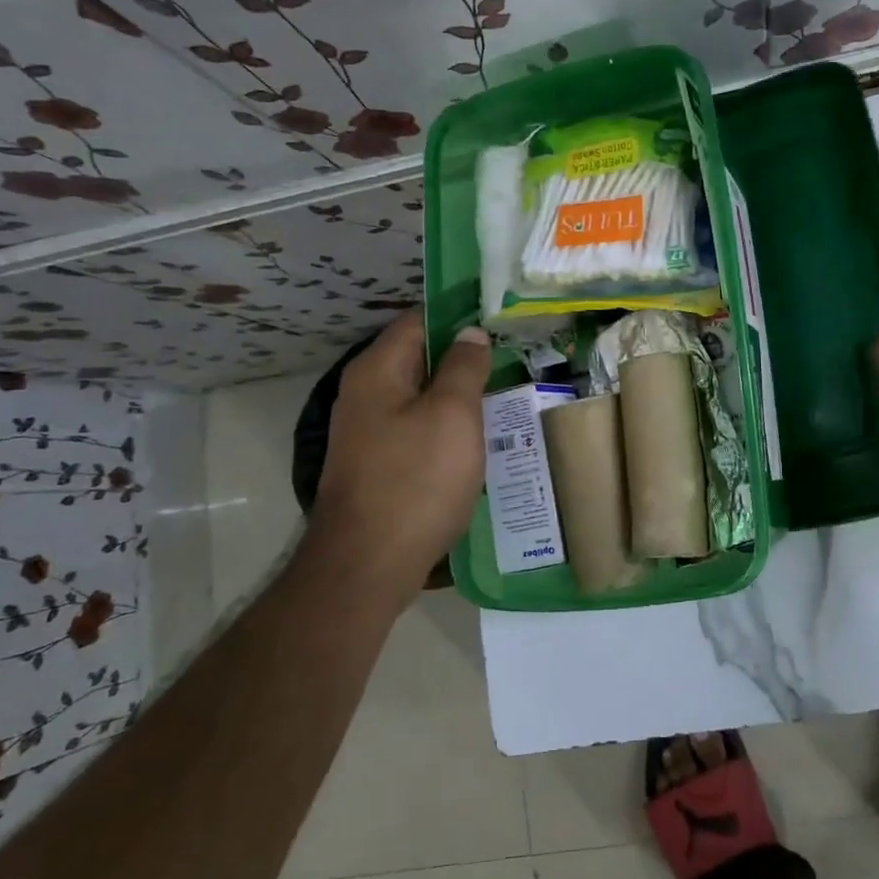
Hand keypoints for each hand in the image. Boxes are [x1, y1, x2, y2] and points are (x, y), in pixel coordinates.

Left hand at [309, 312, 492, 604]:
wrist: (368, 564)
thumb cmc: (416, 480)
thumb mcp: (452, 415)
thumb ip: (464, 367)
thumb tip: (471, 333)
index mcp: (378, 370)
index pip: (419, 320)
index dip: (460, 315)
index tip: (500, 319)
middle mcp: (366, 393)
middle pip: (420, 358)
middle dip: (464, 357)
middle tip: (513, 358)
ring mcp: (369, 431)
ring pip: (422, 397)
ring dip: (459, 395)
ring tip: (505, 396)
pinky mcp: (379, 463)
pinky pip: (418, 429)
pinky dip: (447, 427)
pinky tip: (479, 440)